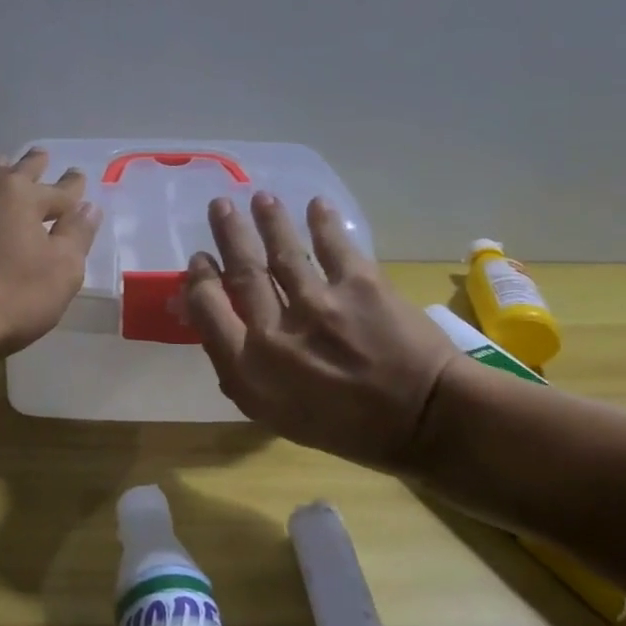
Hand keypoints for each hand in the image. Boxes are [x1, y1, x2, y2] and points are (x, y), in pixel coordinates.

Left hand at [0, 148, 101, 361]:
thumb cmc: (7, 297)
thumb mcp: (60, 272)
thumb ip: (76, 237)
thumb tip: (88, 208)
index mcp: (21, 197)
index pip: (58, 189)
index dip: (72, 186)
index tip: (79, 175)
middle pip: (15, 172)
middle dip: (33, 165)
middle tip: (41, 154)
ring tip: (3, 166)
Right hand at [184, 194, 460, 466]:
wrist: (425, 421)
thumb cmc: (348, 427)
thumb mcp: (278, 415)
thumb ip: (244, 373)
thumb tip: (220, 330)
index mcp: (250, 369)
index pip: (208, 309)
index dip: (200, 279)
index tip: (201, 259)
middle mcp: (276, 333)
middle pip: (242, 271)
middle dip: (228, 234)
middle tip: (220, 206)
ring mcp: (319, 305)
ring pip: (282, 251)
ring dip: (269, 220)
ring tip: (261, 198)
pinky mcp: (360, 286)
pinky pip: (333, 245)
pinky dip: (322, 221)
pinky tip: (316, 204)